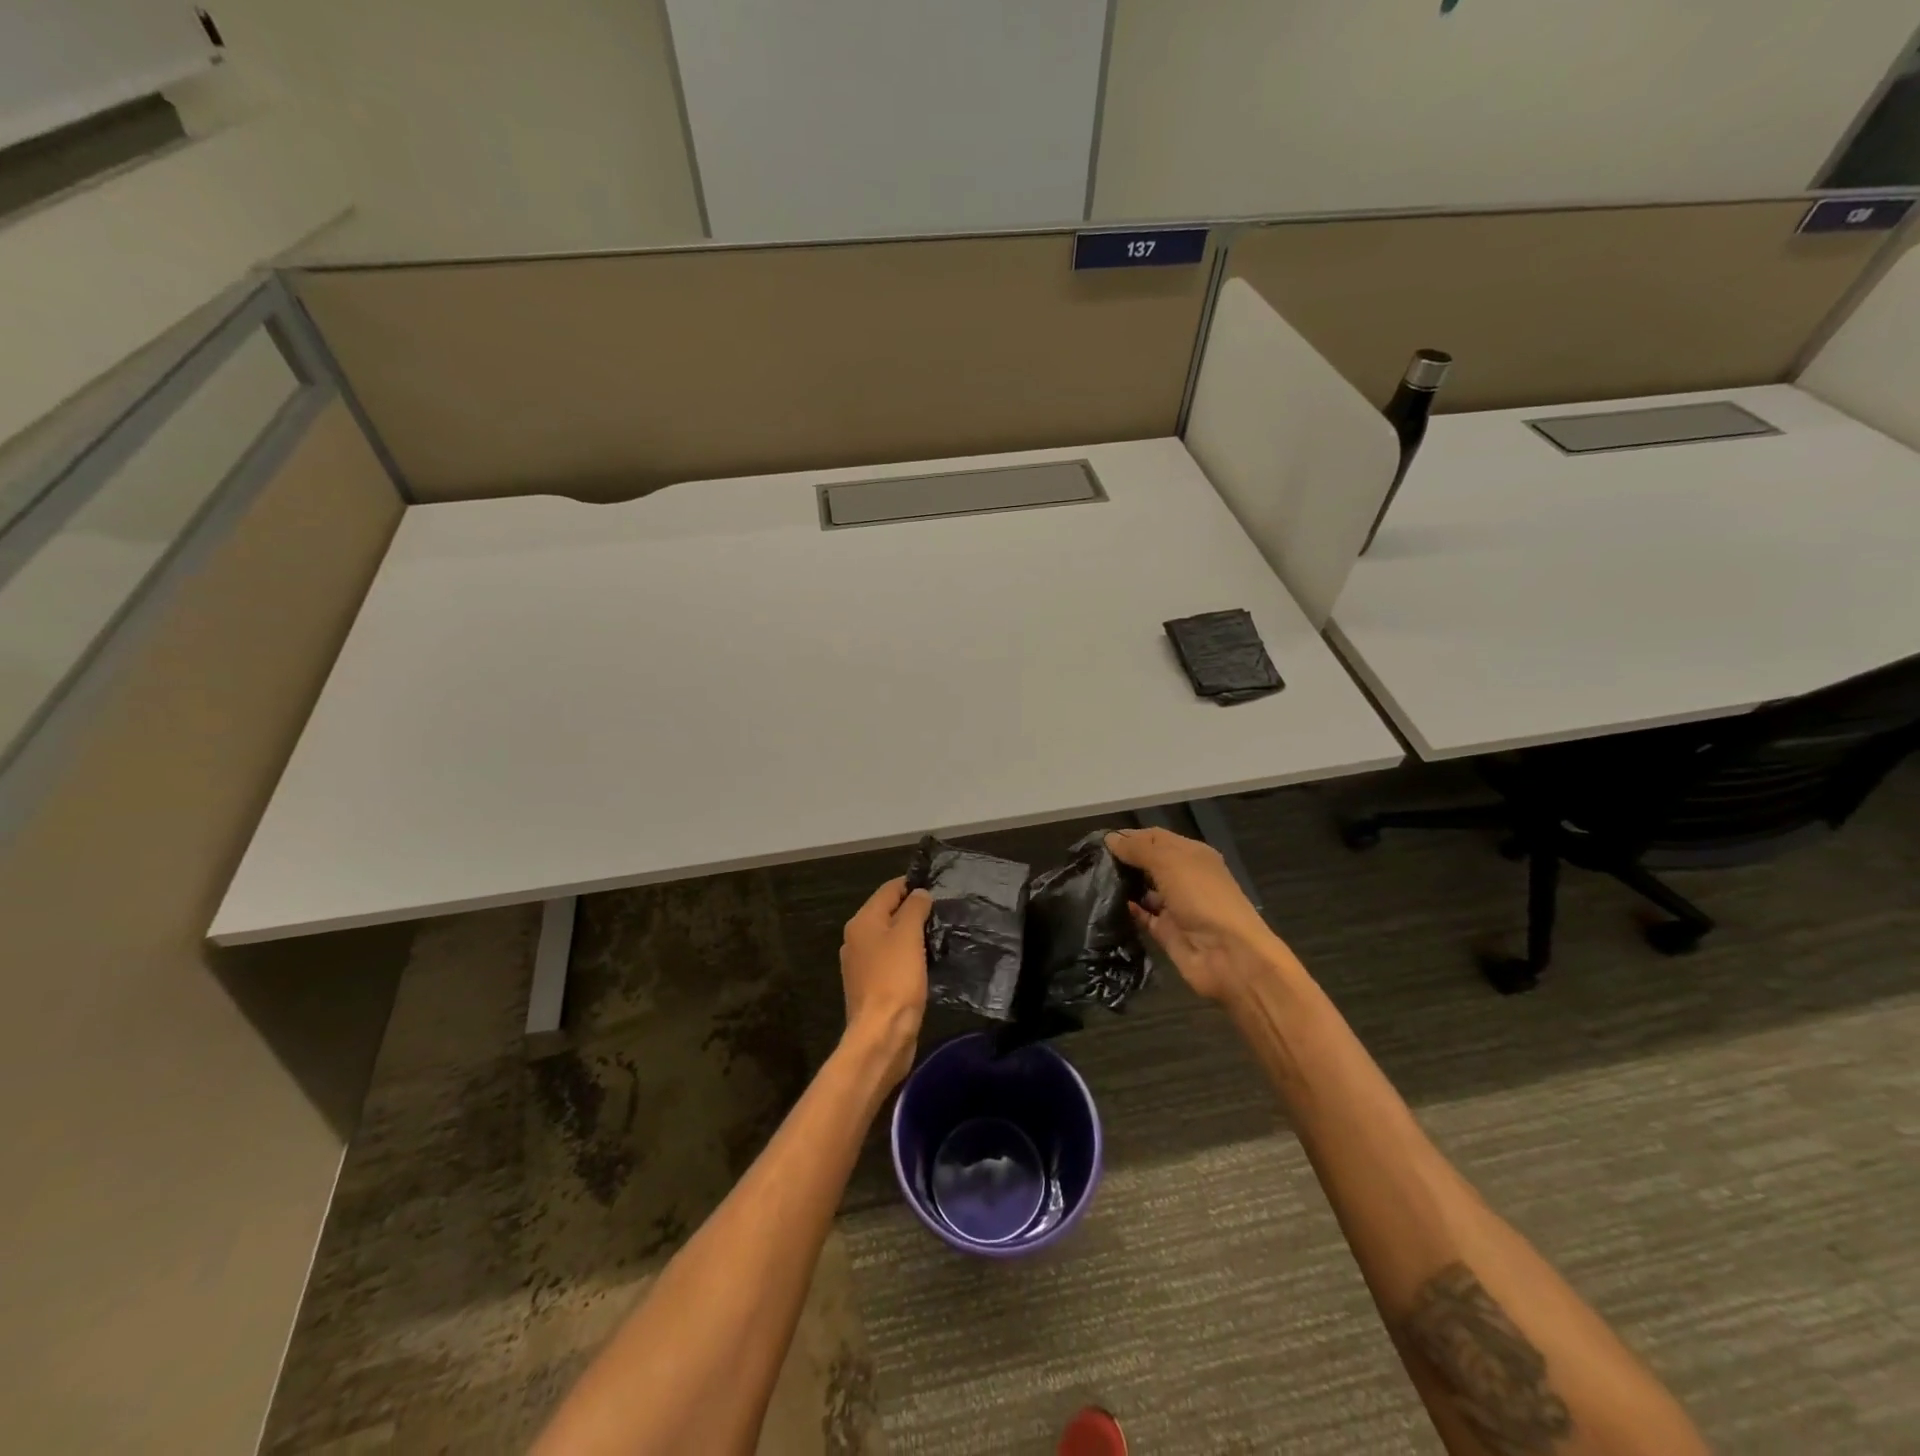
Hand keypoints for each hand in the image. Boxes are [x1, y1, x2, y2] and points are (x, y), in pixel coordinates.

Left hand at [838, 877, 931, 1086]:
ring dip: (912, 935)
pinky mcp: (871, 986)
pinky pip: (891, 961)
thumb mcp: (908, 935)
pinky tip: (926, 963)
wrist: (881, 1034)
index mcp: (862, 922)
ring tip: (939, 935)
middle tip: (942, 912)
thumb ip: (914, 909)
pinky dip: (907, 957)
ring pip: (890, 938)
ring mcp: (861, 965)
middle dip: (913, 910)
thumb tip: (919, 894)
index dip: (912, 885)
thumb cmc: (895, 979)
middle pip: (888, 913)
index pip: (888, 890)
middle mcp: (856, 939)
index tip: (938, 887)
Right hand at [1107, 827, 1293, 1002]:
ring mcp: (1176, 906)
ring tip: (1092, 881)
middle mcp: (1184, 877)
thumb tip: (1110, 838)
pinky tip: (1106, 905)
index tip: (1098, 840)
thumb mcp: (1170, 863)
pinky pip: (1143, 916)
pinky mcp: (1167, 932)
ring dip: (1123, 885)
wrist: (1228, 955)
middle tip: (1090, 860)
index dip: (1129, 836)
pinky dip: (1128, 910)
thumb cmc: (1202, 897)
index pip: (1156, 837)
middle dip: (1124, 860)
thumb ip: (1139, 849)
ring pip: (1144, 890)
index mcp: (1192, 855)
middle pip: (1149, 863)